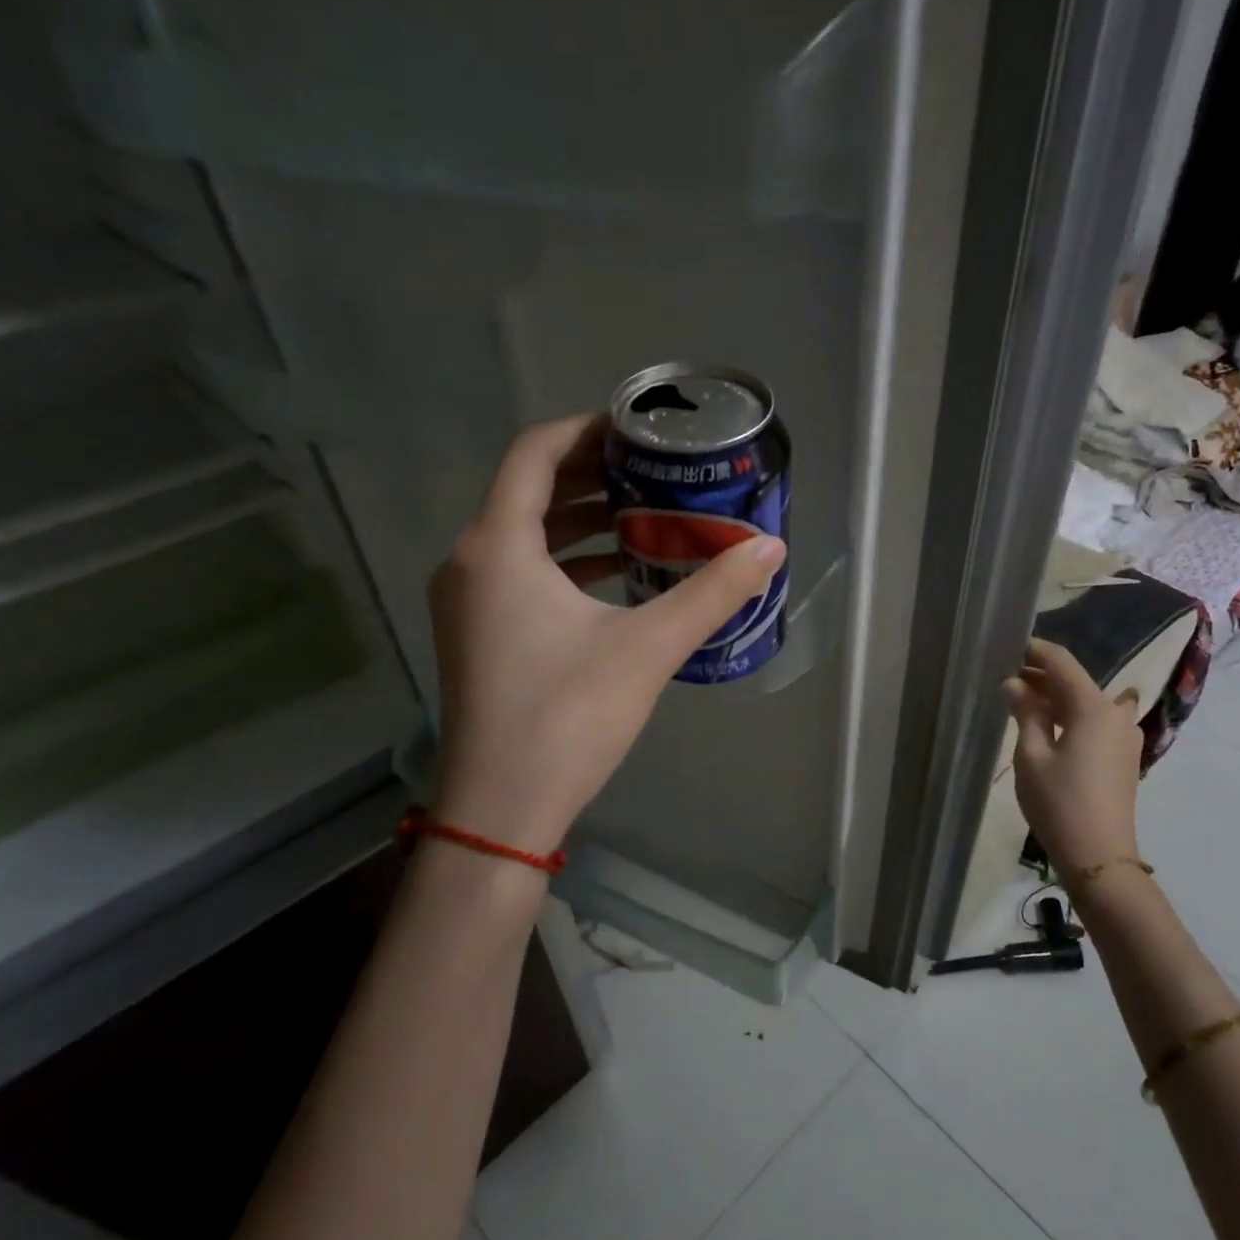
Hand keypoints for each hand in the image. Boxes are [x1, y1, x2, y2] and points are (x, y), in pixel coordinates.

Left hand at [428, 413, 785, 853]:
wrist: (500, 811)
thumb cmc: (567, 717)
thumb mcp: (648, 647)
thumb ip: (711, 592)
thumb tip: (771, 548)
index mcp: (498, 546)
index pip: (535, 452)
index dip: (587, 429)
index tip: (638, 429)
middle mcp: (470, 561)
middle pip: (529, 489)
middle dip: (593, 475)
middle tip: (653, 471)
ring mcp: (468, 600)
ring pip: (525, 534)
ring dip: (583, 519)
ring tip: (646, 515)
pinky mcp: (478, 633)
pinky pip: (521, 572)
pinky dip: (567, 560)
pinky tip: (619, 574)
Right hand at [1003, 638, 1144, 872]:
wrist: (1099, 857)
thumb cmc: (1059, 802)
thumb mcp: (1031, 755)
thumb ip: (1025, 712)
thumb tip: (1015, 684)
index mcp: (1094, 708)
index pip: (1062, 663)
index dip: (1035, 651)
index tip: (1009, 646)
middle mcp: (1116, 714)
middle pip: (1077, 681)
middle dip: (1043, 676)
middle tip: (1008, 678)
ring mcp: (1125, 737)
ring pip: (1088, 702)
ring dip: (1058, 698)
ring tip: (1025, 703)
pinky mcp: (1124, 757)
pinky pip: (1097, 722)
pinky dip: (1072, 717)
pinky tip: (1049, 728)